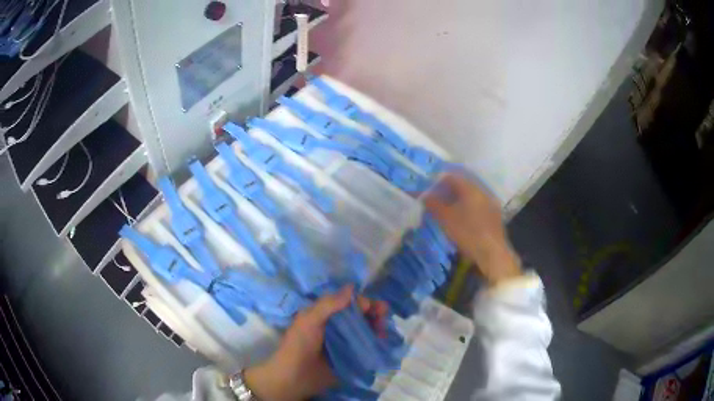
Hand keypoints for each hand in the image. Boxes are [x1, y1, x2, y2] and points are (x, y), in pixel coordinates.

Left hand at [244, 285, 388, 400]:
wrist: (295, 378)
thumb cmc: (299, 345)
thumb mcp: (309, 320)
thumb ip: (329, 304)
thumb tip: (352, 287)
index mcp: (325, 314)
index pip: (348, 302)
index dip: (361, 301)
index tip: (371, 307)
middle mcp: (336, 326)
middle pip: (359, 315)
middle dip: (373, 313)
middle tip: (383, 316)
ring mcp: (344, 342)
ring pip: (365, 329)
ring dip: (376, 327)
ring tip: (383, 332)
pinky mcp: (350, 357)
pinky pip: (366, 346)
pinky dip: (375, 342)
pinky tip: (382, 342)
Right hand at [425, 173, 521, 285]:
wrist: (492, 253)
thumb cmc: (468, 233)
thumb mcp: (446, 219)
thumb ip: (434, 205)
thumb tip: (423, 196)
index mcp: (471, 189)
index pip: (453, 176)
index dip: (438, 180)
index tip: (429, 188)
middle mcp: (483, 192)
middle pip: (463, 185)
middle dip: (448, 190)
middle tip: (436, 198)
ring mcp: (491, 204)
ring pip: (471, 196)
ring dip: (459, 199)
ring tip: (447, 209)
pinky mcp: (495, 216)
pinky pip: (478, 205)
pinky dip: (468, 207)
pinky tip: (462, 218)